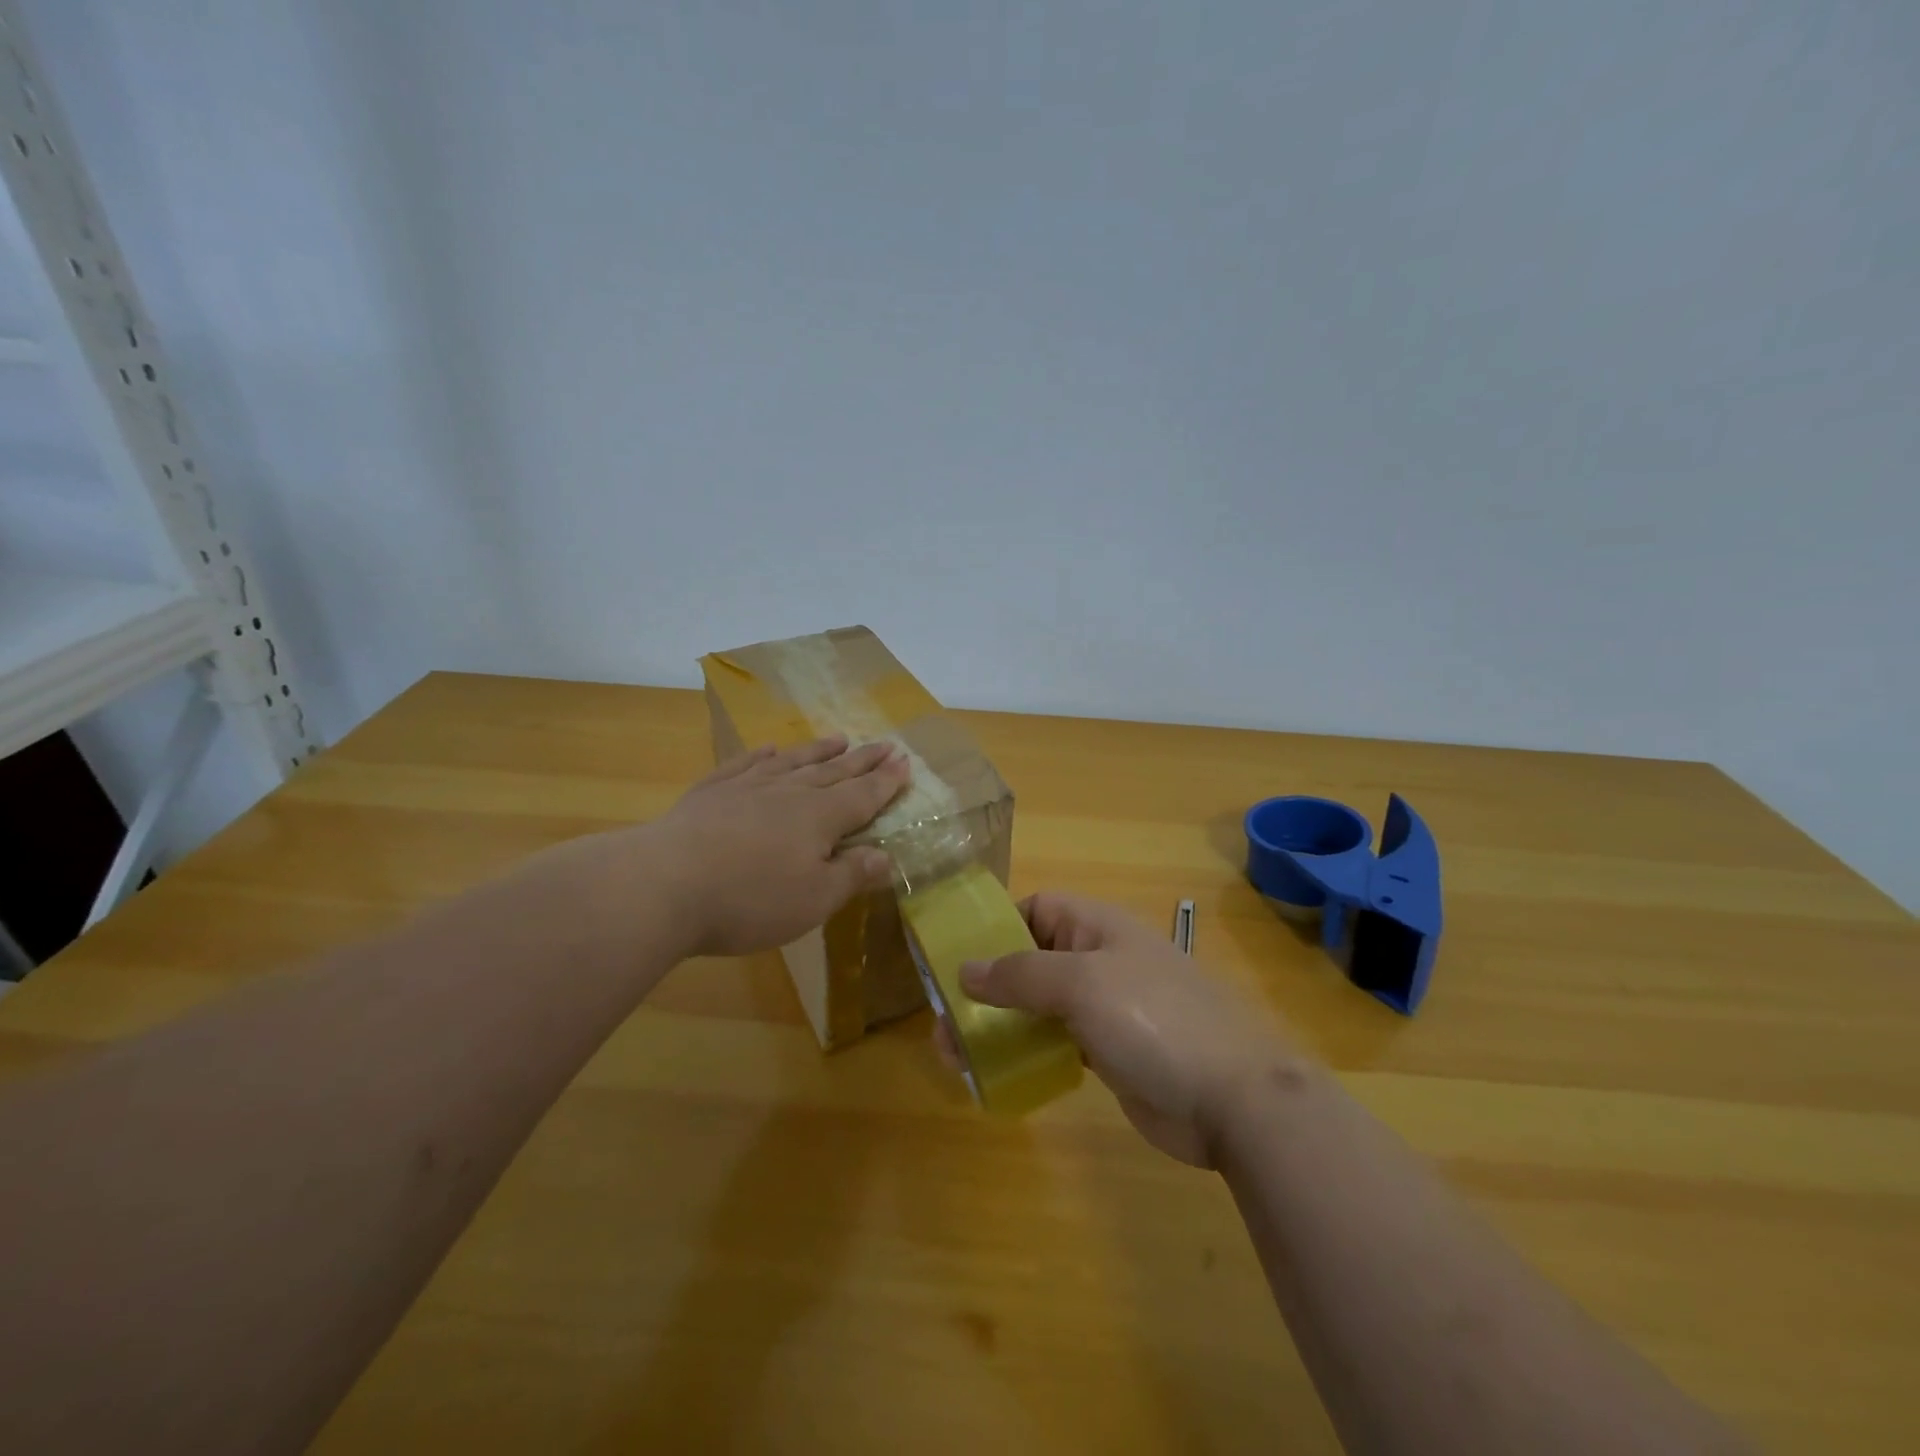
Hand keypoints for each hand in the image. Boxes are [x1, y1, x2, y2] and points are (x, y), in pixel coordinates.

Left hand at [645, 736, 910, 956]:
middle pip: (834, 772)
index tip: (905, 761)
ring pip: (793, 762)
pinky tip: (770, 749)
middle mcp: (789, 793)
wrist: (664, 884)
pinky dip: (761, 755)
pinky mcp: (710, 792)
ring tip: (839, 737)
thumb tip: (886, 856)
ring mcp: (747, 787)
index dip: (887, 781)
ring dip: (818, 750)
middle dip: (862, 760)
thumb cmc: (750, 899)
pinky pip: (745, 765)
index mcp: (820, 818)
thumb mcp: (814, 900)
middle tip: (885, 744)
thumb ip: (852, 875)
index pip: (863, 795)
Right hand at [956, 892, 1302, 1166]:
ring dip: (1000, 1023)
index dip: (998, 928)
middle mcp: (1099, 959)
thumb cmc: (1154, 1021)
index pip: (1036, 909)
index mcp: (1097, 927)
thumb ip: (1020, 974)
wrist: (1234, 1099)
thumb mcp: (1082, 984)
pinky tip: (1001, 1072)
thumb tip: (964, 969)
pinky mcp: (1110, 1051)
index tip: (959, 960)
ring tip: (957, 1054)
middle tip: (945, 1024)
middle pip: (1031, 960)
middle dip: (988, 985)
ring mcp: (1107, 1007)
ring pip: (1040, 1005)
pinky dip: (1029, 1050)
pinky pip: (1057, 1040)